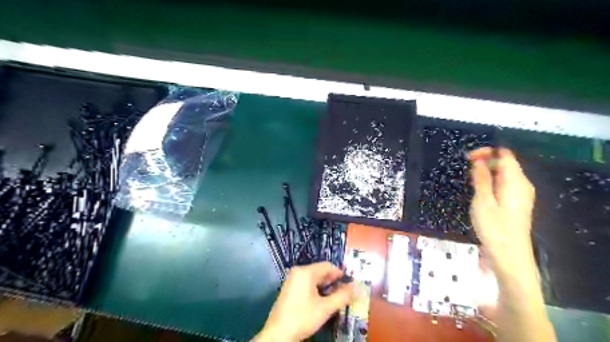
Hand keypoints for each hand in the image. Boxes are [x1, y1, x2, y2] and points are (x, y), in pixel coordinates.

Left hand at [255, 264, 354, 340]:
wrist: (278, 333)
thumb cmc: (302, 317)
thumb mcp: (325, 308)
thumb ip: (342, 296)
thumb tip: (354, 288)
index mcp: (305, 272)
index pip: (328, 266)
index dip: (340, 274)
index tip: (349, 283)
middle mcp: (298, 271)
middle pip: (320, 271)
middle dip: (333, 281)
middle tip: (344, 292)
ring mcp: (292, 279)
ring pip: (314, 278)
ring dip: (325, 286)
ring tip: (335, 298)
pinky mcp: (289, 288)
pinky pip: (306, 283)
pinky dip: (316, 289)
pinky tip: (321, 300)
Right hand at [468, 149, 534, 267]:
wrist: (510, 255)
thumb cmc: (494, 228)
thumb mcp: (482, 201)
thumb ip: (481, 179)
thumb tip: (479, 161)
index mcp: (515, 181)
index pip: (504, 155)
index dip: (486, 152)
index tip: (467, 158)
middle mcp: (522, 184)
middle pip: (506, 163)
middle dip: (486, 161)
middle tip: (466, 169)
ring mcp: (521, 194)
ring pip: (505, 174)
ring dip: (487, 172)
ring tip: (470, 179)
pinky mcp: (517, 203)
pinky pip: (505, 184)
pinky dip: (492, 181)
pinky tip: (480, 191)